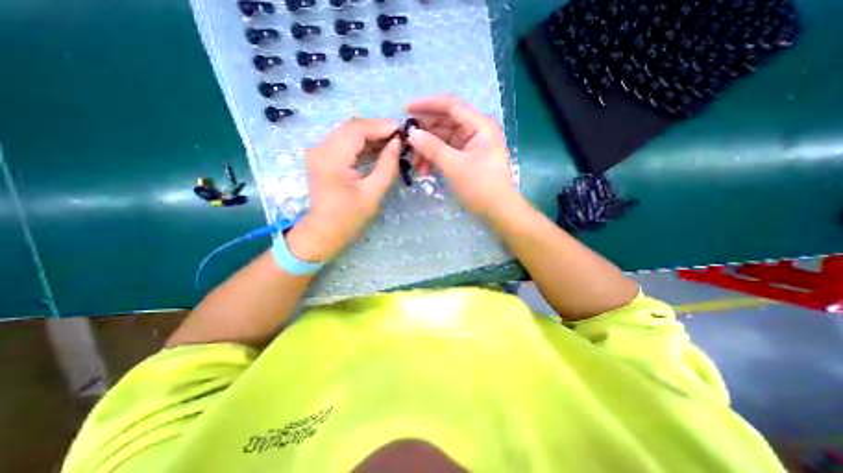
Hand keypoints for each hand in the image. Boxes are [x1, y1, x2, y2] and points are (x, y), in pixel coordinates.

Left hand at [284, 117, 398, 261]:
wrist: (324, 231)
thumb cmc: (349, 217)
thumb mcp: (373, 193)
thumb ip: (387, 166)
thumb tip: (397, 143)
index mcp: (331, 158)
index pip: (357, 129)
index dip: (380, 126)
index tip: (401, 129)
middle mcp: (320, 148)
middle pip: (351, 128)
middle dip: (377, 129)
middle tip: (399, 136)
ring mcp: (319, 151)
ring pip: (348, 134)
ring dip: (370, 136)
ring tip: (392, 142)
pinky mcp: (322, 157)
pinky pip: (344, 143)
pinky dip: (362, 145)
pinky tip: (378, 149)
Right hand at [407, 94, 516, 219]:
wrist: (498, 210)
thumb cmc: (481, 186)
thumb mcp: (455, 166)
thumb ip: (433, 148)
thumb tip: (412, 134)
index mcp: (479, 125)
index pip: (450, 105)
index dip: (426, 104)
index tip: (405, 109)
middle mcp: (475, 130)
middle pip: (444, 122)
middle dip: (424, 132)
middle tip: (406, 142)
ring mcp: (470, 144)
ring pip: (443, 138)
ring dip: (427, 149)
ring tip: (414, 163)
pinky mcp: (466, 157)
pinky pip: (446, 151)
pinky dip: (434, 158)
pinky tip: (424, 169)